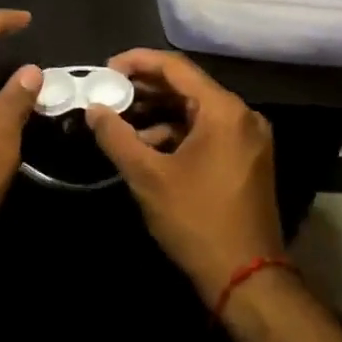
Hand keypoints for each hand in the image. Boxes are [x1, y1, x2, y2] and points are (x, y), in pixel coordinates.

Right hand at [86, 49, 283, 304]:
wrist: (247, 280)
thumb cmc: (197, 220)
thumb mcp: (148, 176)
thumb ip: (117, 136)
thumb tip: (93, 109)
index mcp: (224, 110)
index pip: (175, 67)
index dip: (137, 62)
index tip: (106, 68)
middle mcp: (242, 116)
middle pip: (187, 86)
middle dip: (145, 88)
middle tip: (109, 92)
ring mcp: (248, 138)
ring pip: (195, 110)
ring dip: (158, 112)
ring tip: (121, 120)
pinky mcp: (246, 159)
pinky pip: (207, 131)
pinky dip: (176, 133)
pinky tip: (148, 146)